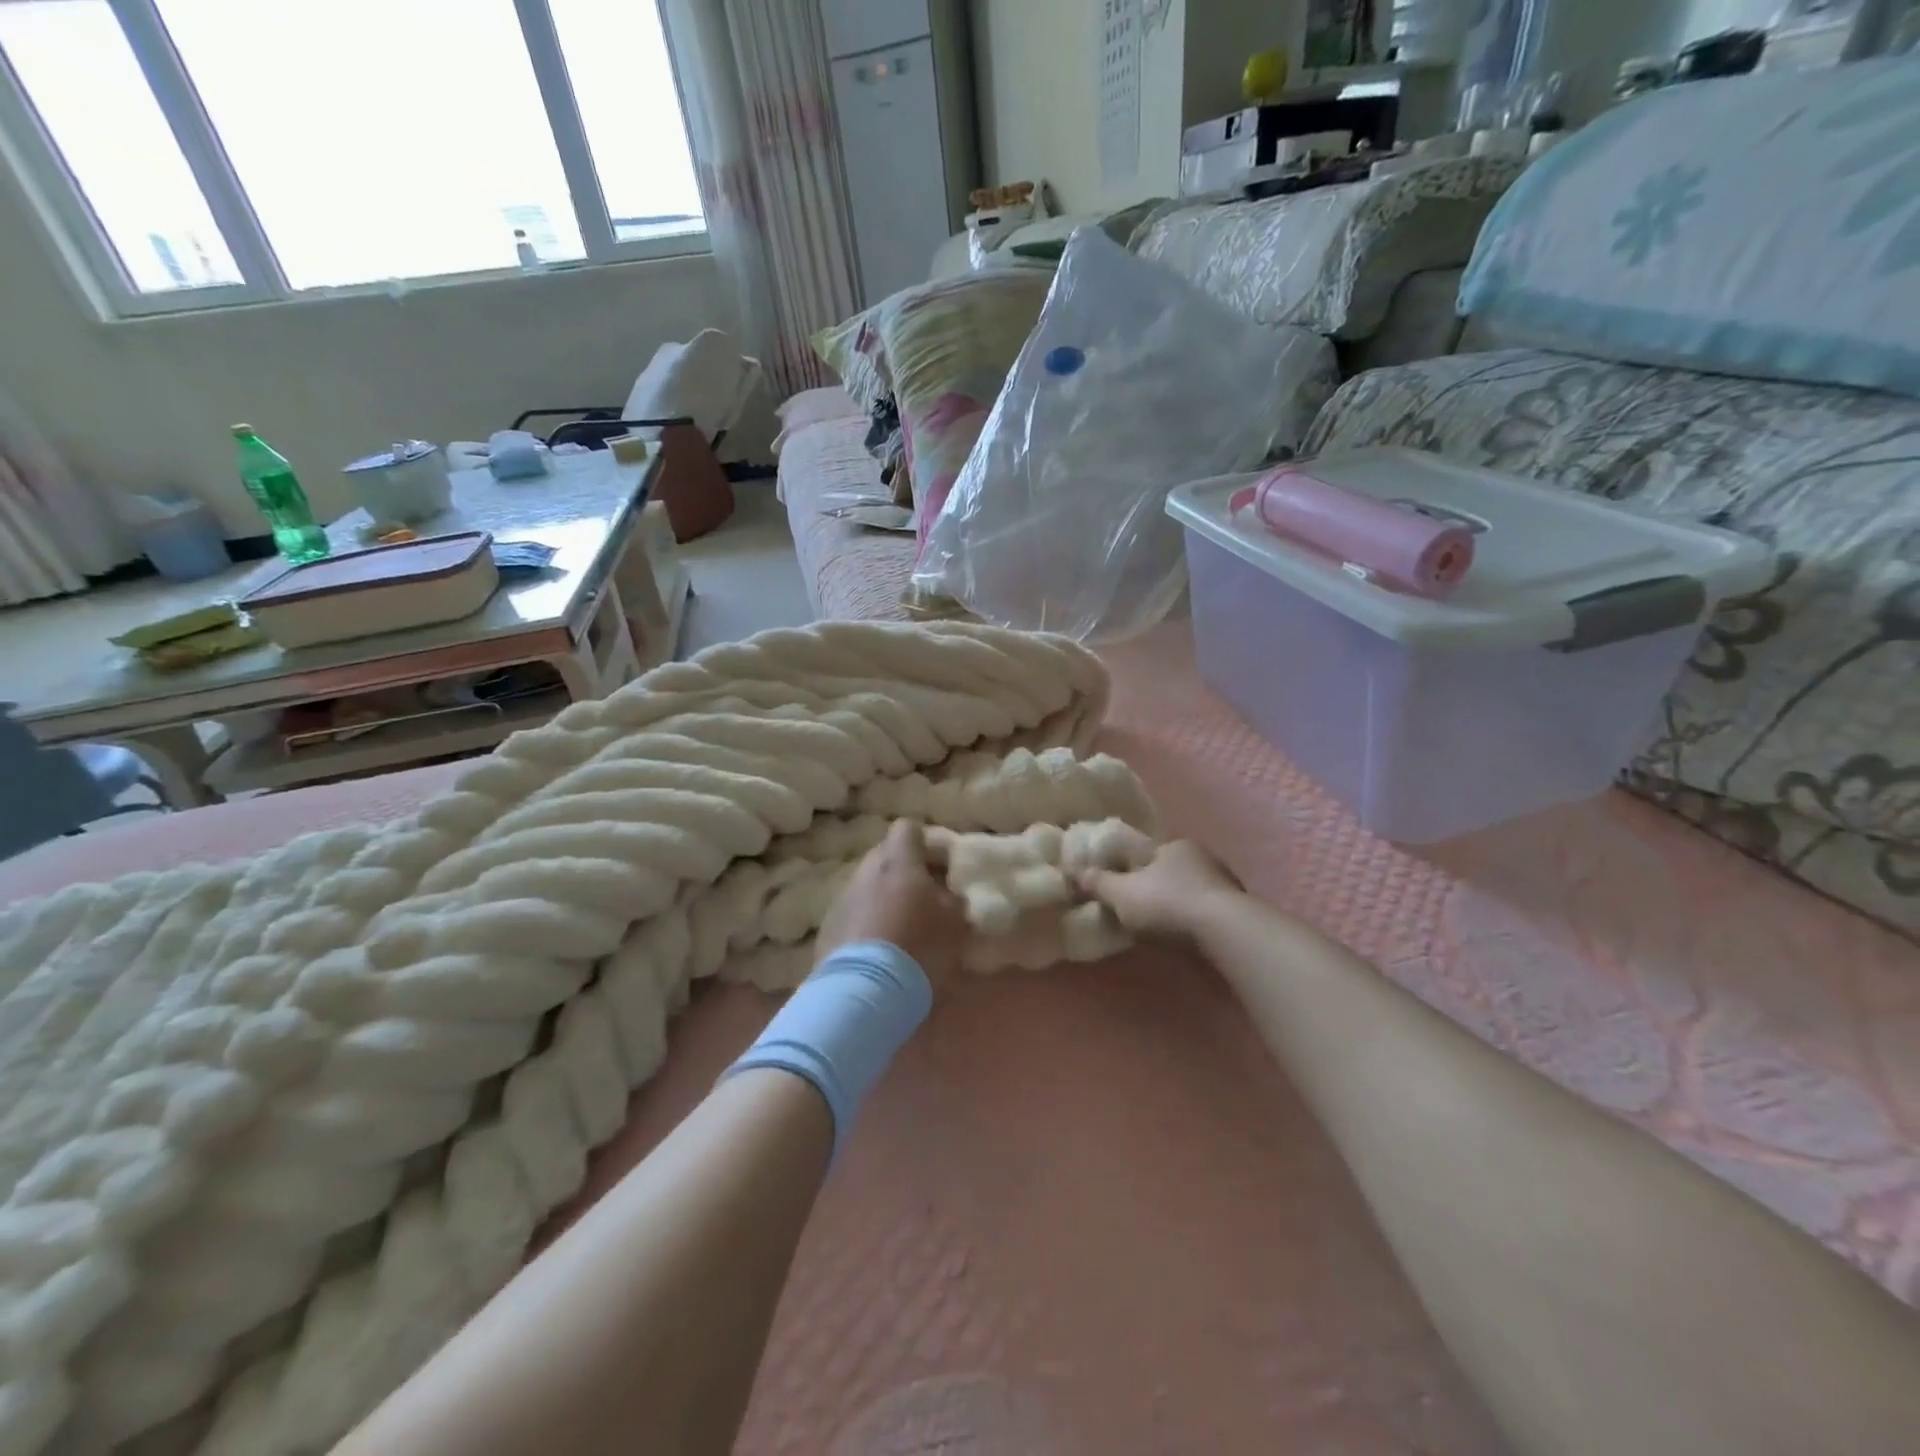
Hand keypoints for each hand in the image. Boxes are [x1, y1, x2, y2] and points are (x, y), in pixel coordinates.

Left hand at [816, 820, 968, 979]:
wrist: (864, 991)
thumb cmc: (918, 946)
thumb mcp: (955, 923)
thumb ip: (953, 899)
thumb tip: (950, 894)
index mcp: (898, 860)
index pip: (908, 828)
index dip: (926, 844)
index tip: (940, 866)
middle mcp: (866, 869)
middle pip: (886, 856)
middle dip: (904, 871)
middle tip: (924, 898)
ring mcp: (842, 897)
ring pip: (868, 885)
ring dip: (883, 898)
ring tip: (901, 929)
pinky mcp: (827, 927)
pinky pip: (853, 913)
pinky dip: (866, 924)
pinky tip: (878, 951)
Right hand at [1072, 838, 1241, 939]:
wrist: (1225, 931)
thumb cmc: (1167, 903)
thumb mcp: (1122, 894)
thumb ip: (1098, 883)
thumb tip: (1073, 872)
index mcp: (1173, 845)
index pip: (1146, 851)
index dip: (1130, 866)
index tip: (1120, 882)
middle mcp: (1201, 856)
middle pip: (1169, 869)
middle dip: (1155, 885)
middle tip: (1138, 906)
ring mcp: (1224, 882)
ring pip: (1191, 889)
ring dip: (1178, 903)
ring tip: (1161, 925)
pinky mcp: (1238, 909)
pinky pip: (1207, 909)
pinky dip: (1195, 919)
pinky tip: (1187, 935)